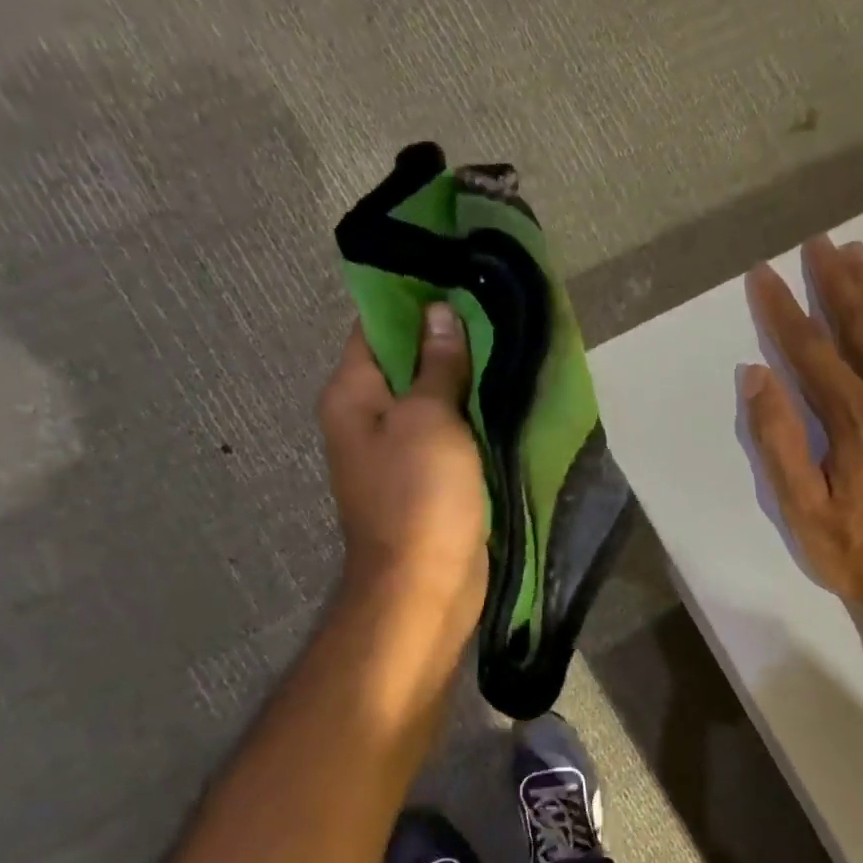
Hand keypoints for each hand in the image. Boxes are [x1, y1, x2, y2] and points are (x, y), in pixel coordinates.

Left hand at [317, 302, 487, 664]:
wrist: (425, 586)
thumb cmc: (420, 497)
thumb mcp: (429, 420)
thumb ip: (437, 366)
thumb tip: (438, 313)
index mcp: (353, 394)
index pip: (375, 326)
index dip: (414, 299)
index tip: (458, 276)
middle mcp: (367, 417)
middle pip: (406, 361)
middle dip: (448, 338)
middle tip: (497, 309)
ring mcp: (398, 450)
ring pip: (433, 398)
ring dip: (465, 378)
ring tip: (510, 344)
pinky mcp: (428, 478)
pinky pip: (450, 432)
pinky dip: (473, 415)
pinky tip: (506, 396)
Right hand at [743, 236, 862, 628]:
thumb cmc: (859, 554)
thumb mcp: (803, 511)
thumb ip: (779, 442)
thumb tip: (758, 376)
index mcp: (858, 423)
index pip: (812, 352)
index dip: (783, 310)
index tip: (763, 274)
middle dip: (837, 283)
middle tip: (819, 243)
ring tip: (859, 254)